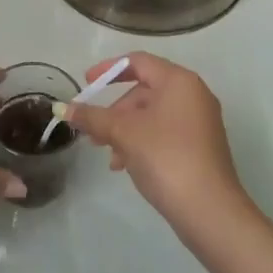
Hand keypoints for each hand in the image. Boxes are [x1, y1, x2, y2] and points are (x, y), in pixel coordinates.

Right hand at [64, 52, 250, 241]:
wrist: (209, 210)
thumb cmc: (165, 157)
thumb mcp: (123, 133)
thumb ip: (92, 117)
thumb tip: (63, 109)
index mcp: (179, 81)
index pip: (138, 61)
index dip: (108, 69)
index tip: (86, 84)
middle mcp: (193, 94)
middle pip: (144, 90)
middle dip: (115, 110)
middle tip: (93, 131)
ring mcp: (200, 122)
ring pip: (152, 115)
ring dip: (125, 130)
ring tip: (108, 156)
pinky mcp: (200, 147)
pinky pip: (164, 133)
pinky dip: (142, 142)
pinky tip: (125, 166)